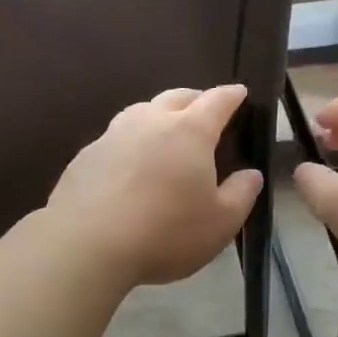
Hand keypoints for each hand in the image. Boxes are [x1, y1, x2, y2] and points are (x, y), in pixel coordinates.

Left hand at [46, 84, 263, 286]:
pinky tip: (129, 164)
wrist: (87, 243)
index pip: (217, 101)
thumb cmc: (165, 232)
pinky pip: (115, 137)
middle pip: (177, 97)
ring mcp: (113, 134)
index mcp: (189, 131)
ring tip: (165, 131)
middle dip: (196, 99)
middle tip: (205, 110)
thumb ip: (241, 194)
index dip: (232, 95)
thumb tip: (250, 174)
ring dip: (159, 114)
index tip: (239, 93)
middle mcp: (150, 121)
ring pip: (141, 111)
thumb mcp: (220, 223)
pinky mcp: (86, 154)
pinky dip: (130, 141)